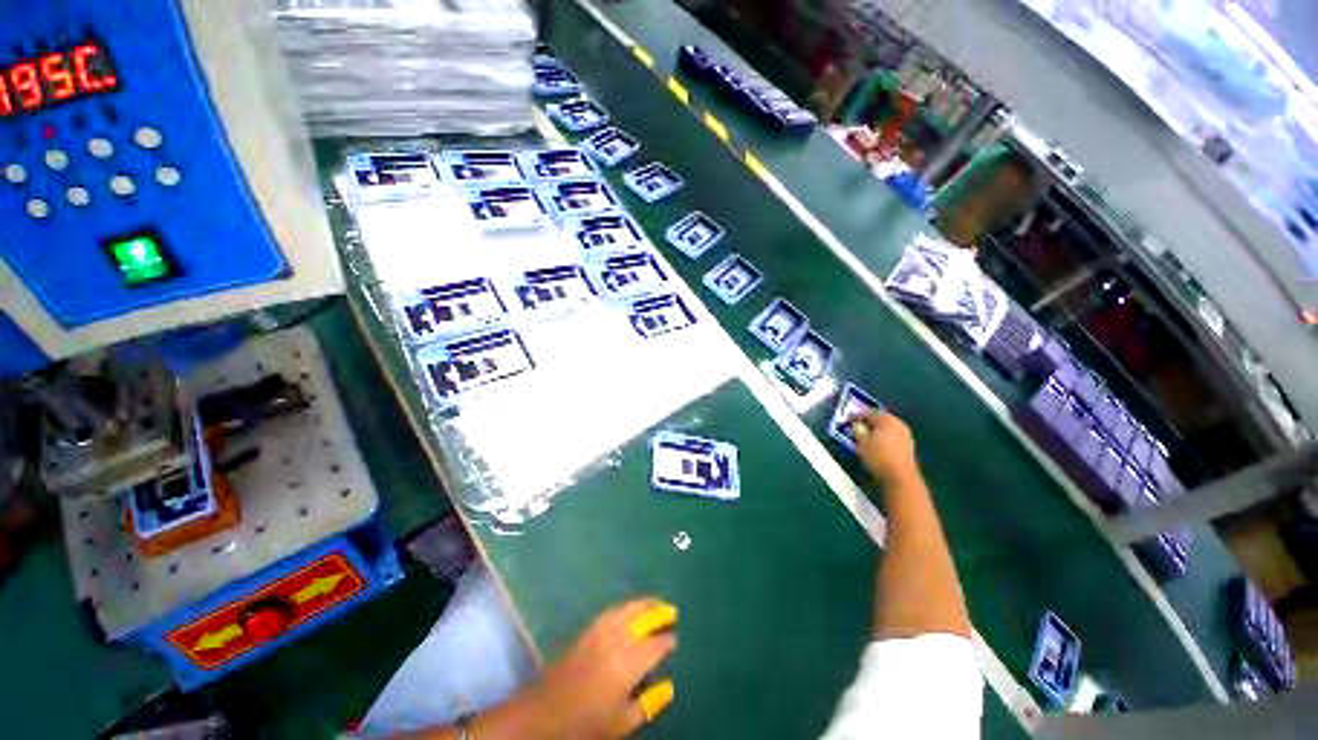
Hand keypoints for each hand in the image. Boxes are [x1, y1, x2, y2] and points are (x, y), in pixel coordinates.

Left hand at [531, 599, 677, 738]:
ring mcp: (600, 633)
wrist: (546, 712)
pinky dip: (624, 606)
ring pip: (626, 611)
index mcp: (627, 666)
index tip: (675, 639)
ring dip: (643, 604)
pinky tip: (629, 607)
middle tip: (671, 610)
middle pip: (641, 620)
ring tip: (656, 601)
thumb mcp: (621, 723)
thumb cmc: (587, 722)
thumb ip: (647, 704)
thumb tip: (668, 687)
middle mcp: (616, 643)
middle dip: (658, 613)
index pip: (653, 647)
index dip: (666, 641)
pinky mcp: (587, 631)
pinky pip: (610, 611)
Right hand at [850, 411, 919, 488]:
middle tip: (855, 428)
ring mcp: (906, 435)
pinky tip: (876, 445)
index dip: (856, 416)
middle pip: (880, 418)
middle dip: (867, 422)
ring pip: (886, 428)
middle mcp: (898, 423)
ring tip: (864, 437)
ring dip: (876, 431)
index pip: (869, 412)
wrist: (901, 478)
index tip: (846, 421)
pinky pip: (892, 436)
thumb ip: (858, 429)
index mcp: (887, 419)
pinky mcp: (908, 446)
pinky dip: (883, 438)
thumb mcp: (862, 442)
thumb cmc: (878, 457)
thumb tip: (857, 424)